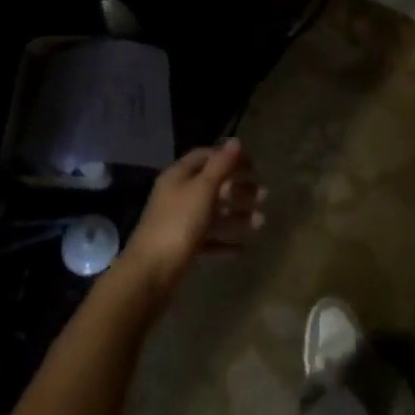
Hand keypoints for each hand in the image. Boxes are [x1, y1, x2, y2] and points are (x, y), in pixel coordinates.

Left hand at [123, 139, 265, 297]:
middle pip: (212, 186)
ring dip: (237, 216)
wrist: (151, 273)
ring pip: (213, 214)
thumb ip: (221, 165)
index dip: (229, 158)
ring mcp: (179, 223)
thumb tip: (236, 141)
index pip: (205, 157)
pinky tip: (242, 248)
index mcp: (179, 176)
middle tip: (264, 196)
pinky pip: (208, 239)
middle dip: (239, 189)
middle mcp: (178, 196)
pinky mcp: (182, 248)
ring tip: (261, 222)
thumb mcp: (203, 189)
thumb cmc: (179, 223)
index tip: (253, 166)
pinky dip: (225, 241)